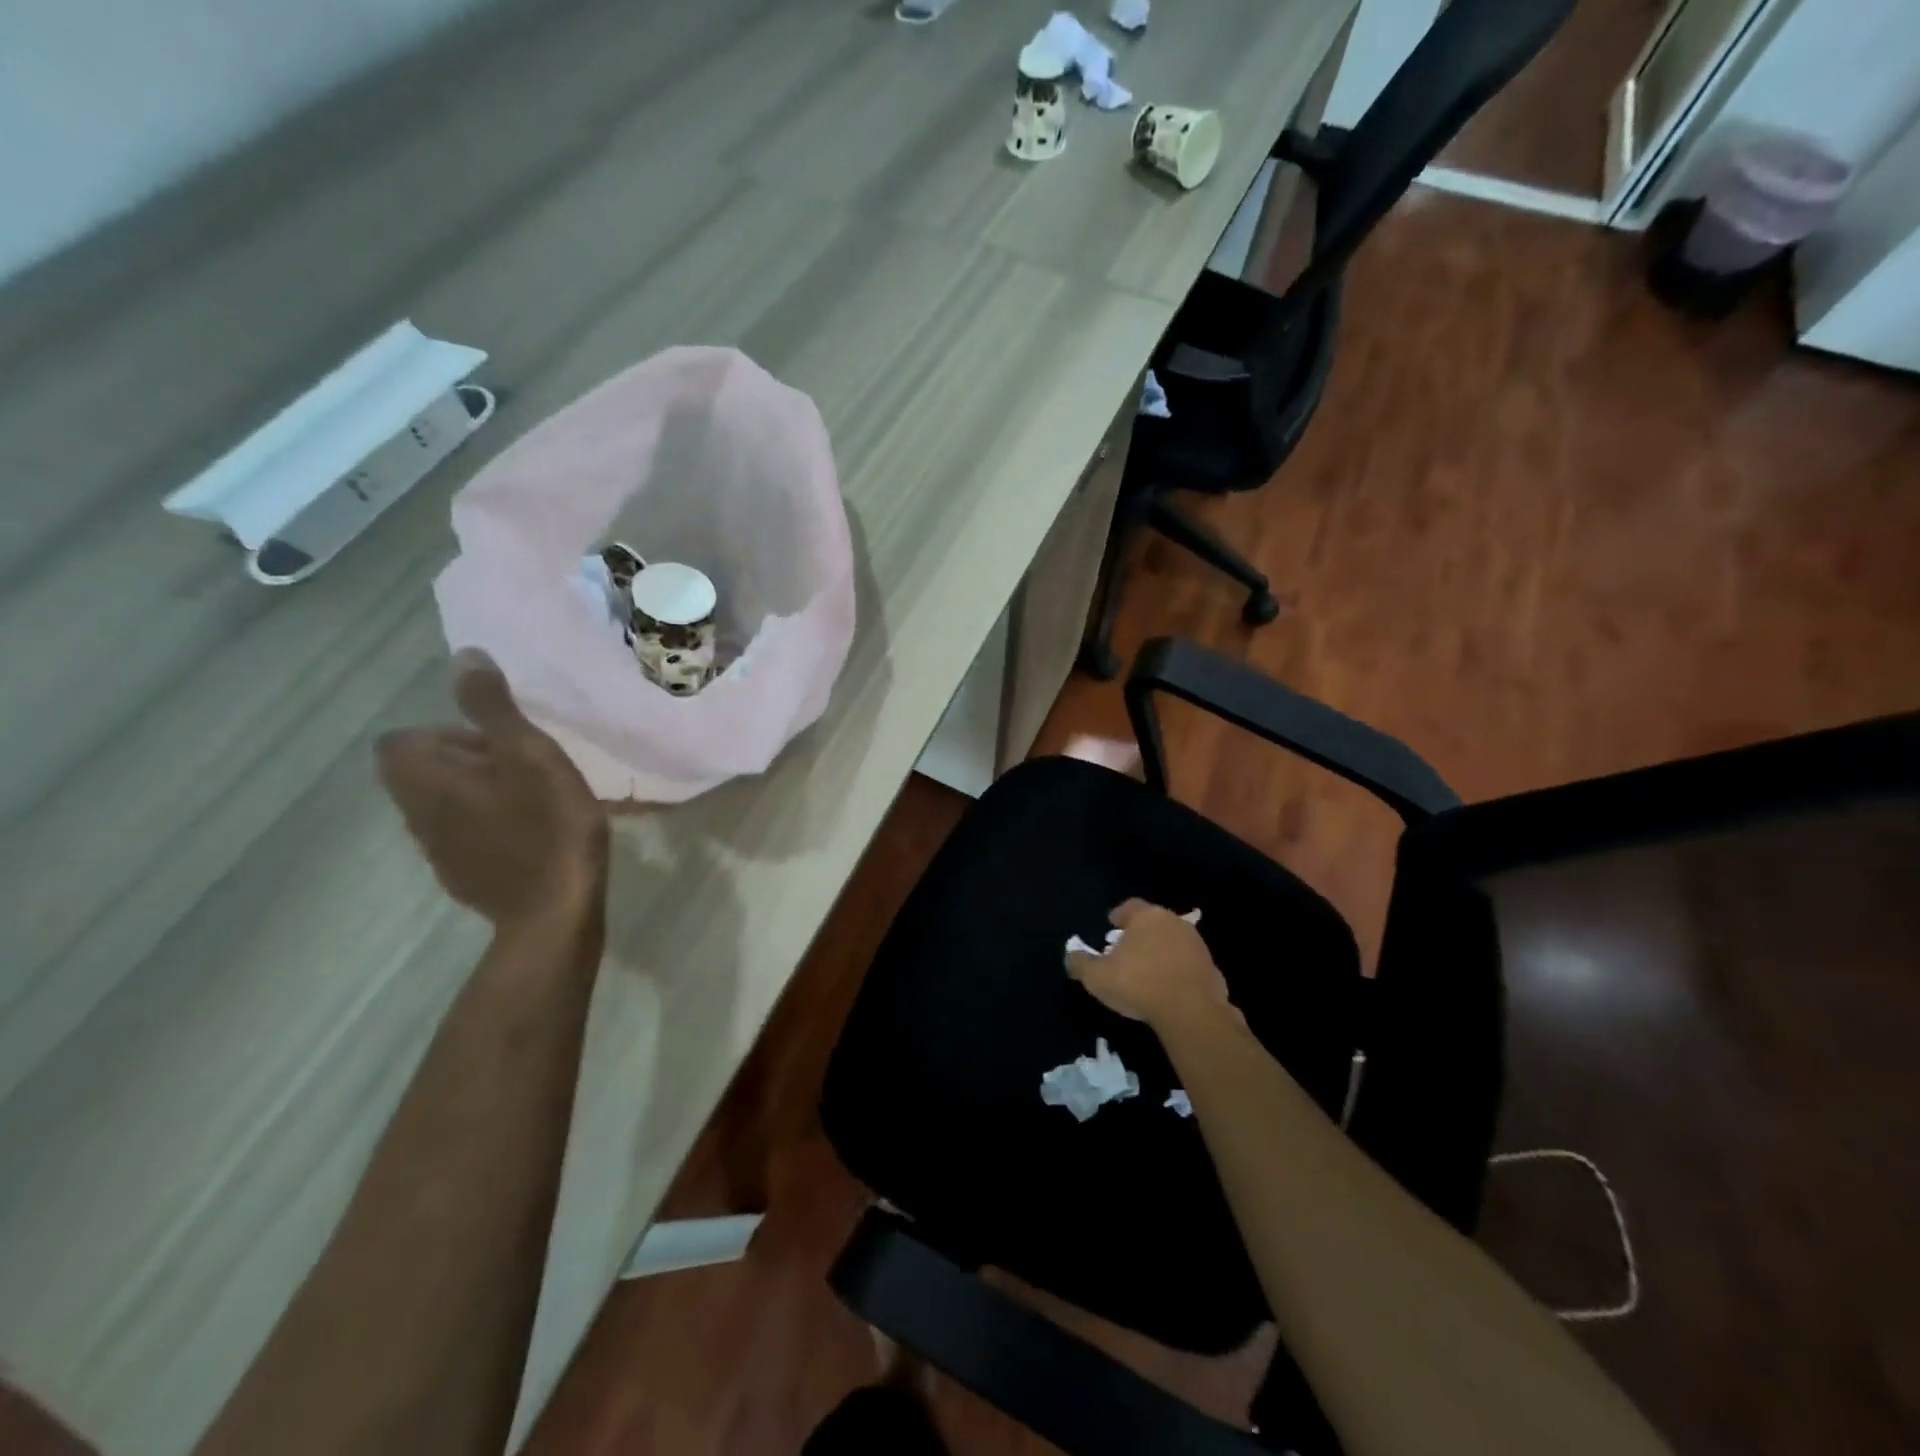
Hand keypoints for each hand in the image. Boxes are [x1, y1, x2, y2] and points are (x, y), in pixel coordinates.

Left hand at [376, 651, 607, 930]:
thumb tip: (463, 656)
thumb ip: (493, 707)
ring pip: (448, 804)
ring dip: (483, 793)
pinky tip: (534, 834)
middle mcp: (416, 813)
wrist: (555, 911)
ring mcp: (437, 850)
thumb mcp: (529, 753)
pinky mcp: (463, 876)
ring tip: (536, 799)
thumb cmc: (546, 825)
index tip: (500, 744)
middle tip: (529, 768)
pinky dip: (492, 825)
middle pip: (426, 771)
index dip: (449, 733)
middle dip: (471, 761)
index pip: (404, 739)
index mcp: (424, 778)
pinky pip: (467, 835)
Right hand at [1065, 899, 1231, 1029]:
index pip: (1130, 907)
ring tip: (1147, 971)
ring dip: (1161, 952)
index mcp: (1147, 917)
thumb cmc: (1139, 984)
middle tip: (1126, 950)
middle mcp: (1174, 923)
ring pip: (1173, 942)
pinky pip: (1188, 966)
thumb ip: (1080, 963)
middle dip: (1140, 934)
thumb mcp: (1097, 977)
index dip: (1118, 915)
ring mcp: (1197, 945)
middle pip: (1153, 922)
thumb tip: (1071, 955)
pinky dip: (1177, 972)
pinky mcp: (1212, 969)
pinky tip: (1168, 989)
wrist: (1192, 1012)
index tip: (1111, 925)